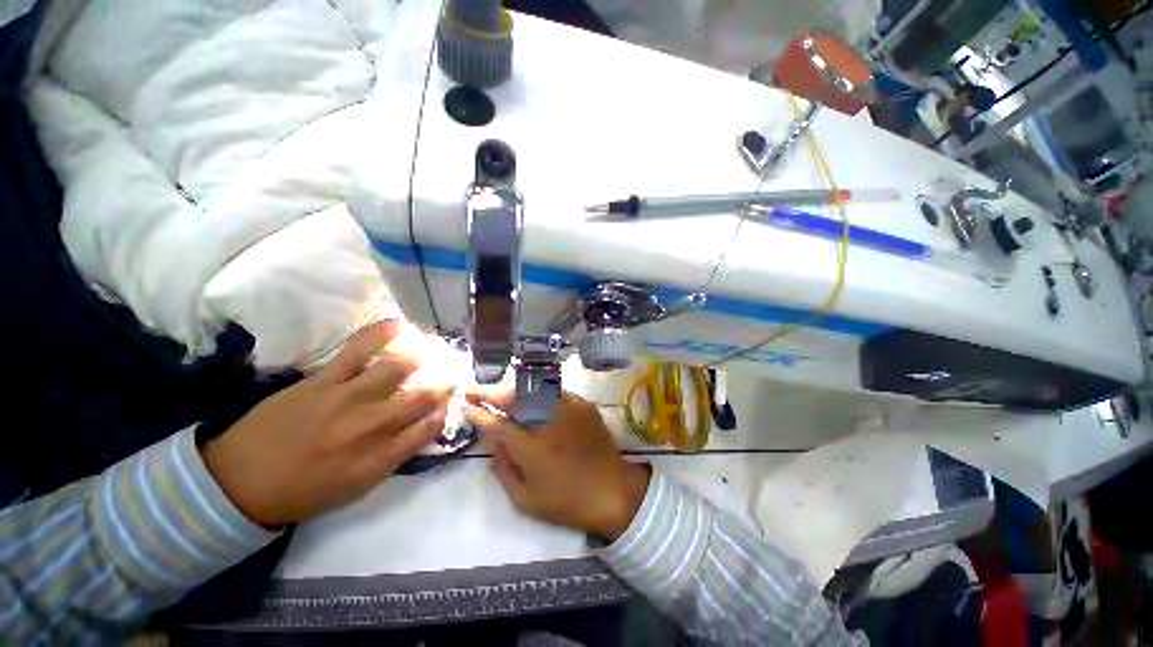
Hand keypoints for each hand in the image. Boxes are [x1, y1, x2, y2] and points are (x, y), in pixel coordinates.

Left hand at [202, 320, 452, 527]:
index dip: (447, 412)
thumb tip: (420, 429)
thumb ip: (392, 457)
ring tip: (429, 350)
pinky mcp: (322, 381)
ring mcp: (347, 399)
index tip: (453, 402)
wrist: (239, 483)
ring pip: (396, 370)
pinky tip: (398, 324)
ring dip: (419, 359)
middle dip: (443, 384)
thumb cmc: (303, 491)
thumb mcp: (356, 488)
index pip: (429, 429)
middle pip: (421, 397)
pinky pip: (357, 351)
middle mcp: (371, 427)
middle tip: (452, 374)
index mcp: (380, 458)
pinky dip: (381, 335)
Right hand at [463, 389, 649, 541]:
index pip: (497, 424)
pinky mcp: (582, 405)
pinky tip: (532, 396)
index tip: (465, 405)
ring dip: (512, 389)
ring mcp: (567, 410)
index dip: (478, 413)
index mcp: (530, 448)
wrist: (612, 489)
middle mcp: (547, 422)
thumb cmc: (567, 501)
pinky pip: (555, 391)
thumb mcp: (526, 500)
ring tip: (500, 393)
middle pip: (514, 398)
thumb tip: (493, 444)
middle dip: (491, 392)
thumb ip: (504, 469)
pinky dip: (538, 391)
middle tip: (476, 391)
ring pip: (533, 389)